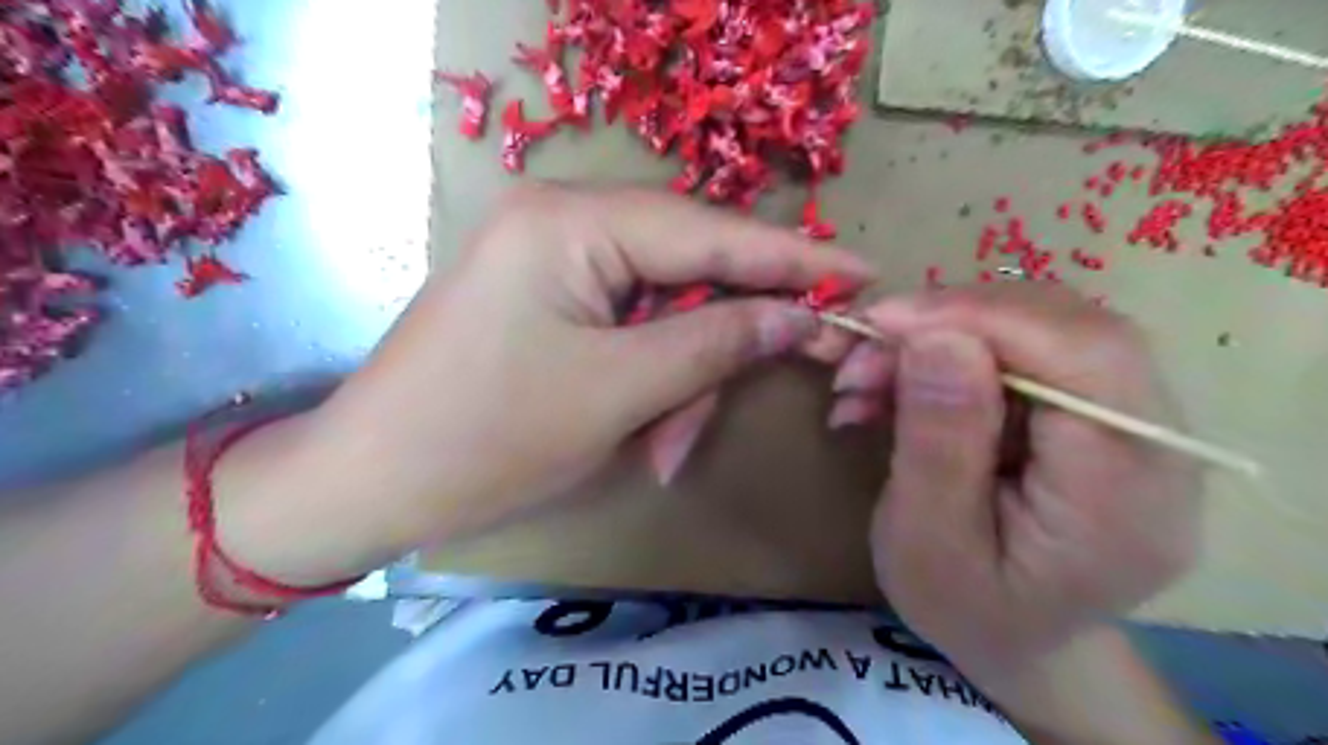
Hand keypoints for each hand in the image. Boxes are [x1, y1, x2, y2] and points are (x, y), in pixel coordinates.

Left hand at [310, 184, 873, 551]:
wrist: (370, 481)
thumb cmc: (487, 437)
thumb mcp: (619, 392)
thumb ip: (717, 342)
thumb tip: (800, 316)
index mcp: (572, 220)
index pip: (711, 232)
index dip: (792, 258)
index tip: (863, 272)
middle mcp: (562, 219)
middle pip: (686, 271)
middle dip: (720, 344)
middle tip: (762, 389)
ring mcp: (551, 257)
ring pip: (659, 310)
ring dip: (678, 381)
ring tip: (664, 450)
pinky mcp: (546, 296)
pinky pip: (626, 326)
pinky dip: (647, 379)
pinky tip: (642, 432)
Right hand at [832, 283, 1209, 687]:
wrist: (1015, 637)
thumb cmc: (964, 607)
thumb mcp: (926, 540)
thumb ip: (937, 441)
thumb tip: (935, 334)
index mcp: (1127, 496)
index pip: (1085, 355)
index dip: (982, 317)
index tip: (883, 320)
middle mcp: (1157, 444)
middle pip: (1068, 326)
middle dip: (951, 320)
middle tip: (866, 349)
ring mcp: (1135, 420)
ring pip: (1040, 325)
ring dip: (942, 334)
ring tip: (868, 377)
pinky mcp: (1097, 408)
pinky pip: (1024, 347)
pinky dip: (950, 350)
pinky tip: (898, 383)